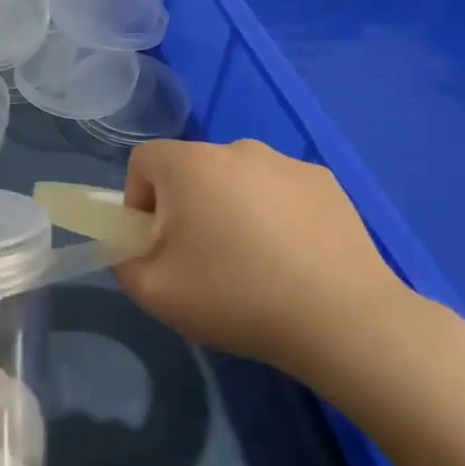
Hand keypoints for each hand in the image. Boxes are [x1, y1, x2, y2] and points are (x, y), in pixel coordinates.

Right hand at [113, 139, 464, 409]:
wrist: (341, 317)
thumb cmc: (236, 297)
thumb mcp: (155, 293)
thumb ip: (123, 262)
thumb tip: (131, 248)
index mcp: (190, 164)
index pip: (143, 161)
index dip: (138, 201)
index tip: (157, 244)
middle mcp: (237, 148)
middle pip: (191, 169)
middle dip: (185, 207)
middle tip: (202, 260)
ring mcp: (286, 162)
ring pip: (238, 179)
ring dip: (231, 208)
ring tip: (254, 262)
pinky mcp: (326, 181)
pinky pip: (279, 190)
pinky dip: (274, 213)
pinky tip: (293, 258)